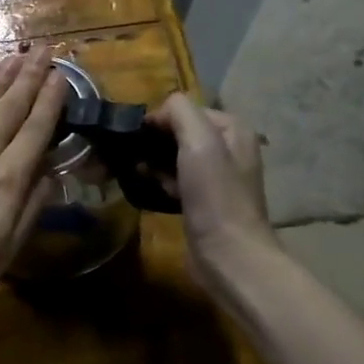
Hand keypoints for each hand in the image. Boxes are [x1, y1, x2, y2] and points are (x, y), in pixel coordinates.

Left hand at [0, 48, 69, 322]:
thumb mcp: (4, 252)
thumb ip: (30, 209)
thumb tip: (50, 175)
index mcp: (7, 180)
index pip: (36, 130)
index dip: (51, 101)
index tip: (62, 76)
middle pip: (10, 107)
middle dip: (31, 76)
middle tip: (45, 49)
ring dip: (1, 77)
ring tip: (17, 56)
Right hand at [147, 94, 281, 297]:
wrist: (228, 254)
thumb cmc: (215, 196)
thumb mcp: (200, 142)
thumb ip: (180, 113)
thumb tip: (158, 111)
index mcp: (232, 129)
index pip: (185, 108)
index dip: (159, 119)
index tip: (135, 137)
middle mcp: (228, 148)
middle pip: (179, 132)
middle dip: (154, 141)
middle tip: (131, 155)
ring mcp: (216, 176)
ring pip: (174, 156)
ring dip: (153, 161)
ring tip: (135, 172)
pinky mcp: (203, 200)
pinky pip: (175, 179)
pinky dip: (160, 180)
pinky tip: (148, 189)